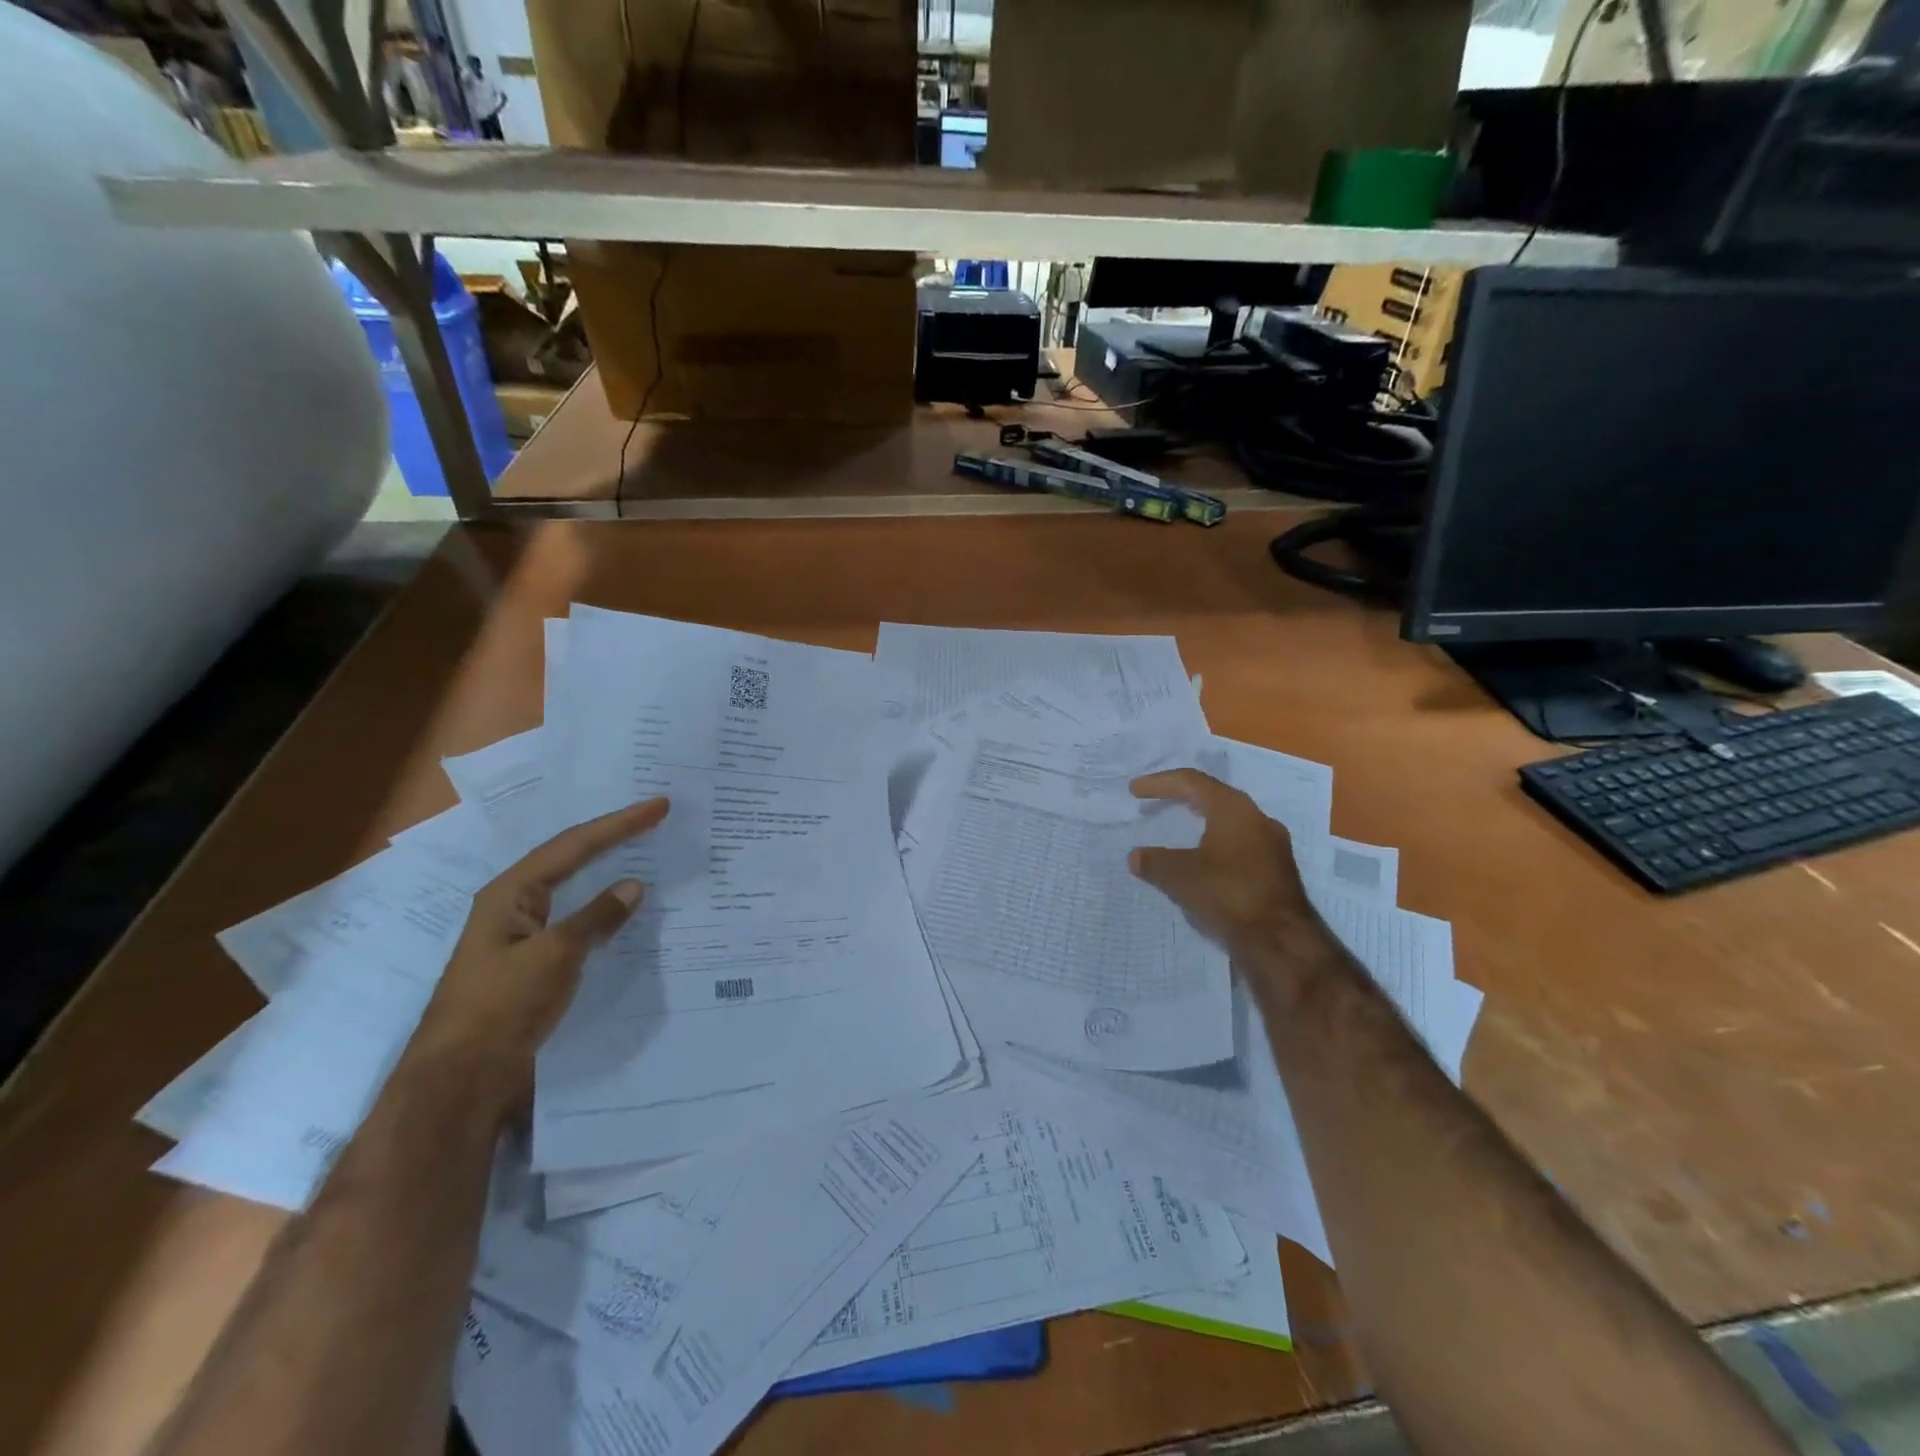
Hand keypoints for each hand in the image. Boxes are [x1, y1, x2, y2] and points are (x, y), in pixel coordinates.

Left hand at [410, 797, 669, 1113]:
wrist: (461, 1078)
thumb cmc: (502, 1006)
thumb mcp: (555, 955)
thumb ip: (597, 917)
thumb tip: (634, 885)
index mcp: (511, 893)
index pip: (574, 845)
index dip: (619, 824)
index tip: (659, 807)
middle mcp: (515, 905)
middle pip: (571, 858)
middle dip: (613, 837)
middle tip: (655, 819)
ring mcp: (524, 934)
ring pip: (574, 889)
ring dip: (608, 870)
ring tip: (645, 852)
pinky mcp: (534, 962)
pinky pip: (577, 920)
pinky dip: (604, 908)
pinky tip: (625, 910)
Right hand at [1129, 769, 1323, 958]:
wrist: (1281, 939)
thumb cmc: (1228, 893)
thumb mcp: (1180, 876)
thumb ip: (1154, 862)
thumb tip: (1136, 857)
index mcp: (1234, 809)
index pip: (1192, 782)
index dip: (1160, 782)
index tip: (1135, 790)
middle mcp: (1258, 818)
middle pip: (1214, 796)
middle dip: (1183, 796)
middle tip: (1158, 800)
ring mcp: (1273, 844)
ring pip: (1231, 821)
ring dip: (1203, 820)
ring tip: (1182, 827)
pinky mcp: (1278, 869)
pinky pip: (1241, 844)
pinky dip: (1217, 843)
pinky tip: (1206, 860)